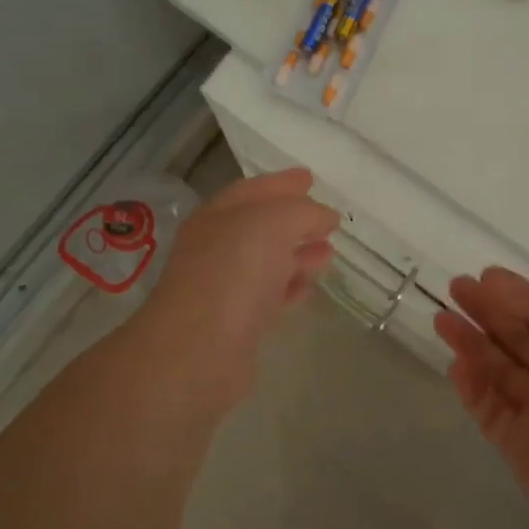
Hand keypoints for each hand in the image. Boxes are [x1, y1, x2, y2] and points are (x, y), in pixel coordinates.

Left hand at [140, 169, 339, 408]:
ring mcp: (226, 287)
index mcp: (218, 215)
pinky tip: (310, 286)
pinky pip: (270, 296)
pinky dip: (291, 287)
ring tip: (329, 251)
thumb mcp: (273, 223)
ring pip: (268, 262)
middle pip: (260, 226)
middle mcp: (217, 247)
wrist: (198, 350)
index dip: (282, 182)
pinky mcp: (237, 324)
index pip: (253, 190)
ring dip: (298, 254)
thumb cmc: (233, 272)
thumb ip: (303, 213)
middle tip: (327, 218)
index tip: (310, 178)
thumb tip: (325, 217)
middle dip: (294, 220)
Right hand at [436, 268, 528, 528]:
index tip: (480, 277)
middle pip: (519, 337)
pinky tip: (456, 364)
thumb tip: (494, 280)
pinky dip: (472, 387)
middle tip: (454, 288)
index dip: (514, 295)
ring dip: (472, 344)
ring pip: (500, 371)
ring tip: (441, 320)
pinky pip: (490, 410)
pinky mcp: (523, 450)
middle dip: (487, 312)